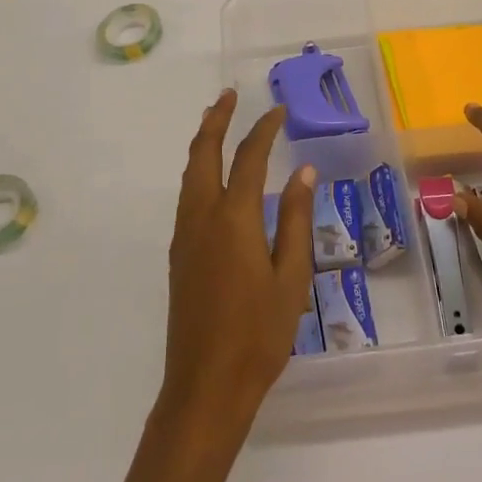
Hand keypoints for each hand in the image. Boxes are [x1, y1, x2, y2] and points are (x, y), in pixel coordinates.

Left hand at [157, 90, 315, 445]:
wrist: (205, 386)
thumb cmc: (258, 335)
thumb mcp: (291, 277)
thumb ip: (295, 219)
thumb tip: (304, 171)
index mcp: (233, 219)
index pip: (249, 158)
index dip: (264, 130)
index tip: (278, 111)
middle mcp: (202, 217)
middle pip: (203, 154)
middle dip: (215, 120)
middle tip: (228, 95)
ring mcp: (185, 235)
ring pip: (189, 173)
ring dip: (202, 142)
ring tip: (215, 122)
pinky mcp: (178, 254)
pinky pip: (186, 195)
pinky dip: (197, 170)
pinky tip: (210, 177)